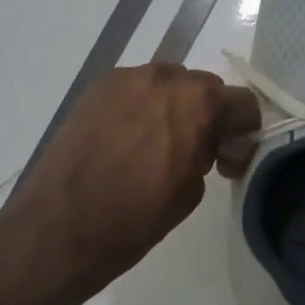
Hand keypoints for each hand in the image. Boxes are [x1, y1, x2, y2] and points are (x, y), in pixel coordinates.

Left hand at [5, 64, 260, 288]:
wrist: (61, 226)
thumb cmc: (135, 218)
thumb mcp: (191, 191)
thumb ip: (209, 153)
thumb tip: (208, 143)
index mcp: (197, 103)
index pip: (242, 101)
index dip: (242, 130)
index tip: (228, 157)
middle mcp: (164, 78)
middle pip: (203, 86)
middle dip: (207, 115)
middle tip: (194, 152)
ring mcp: (125, 79)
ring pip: (166, 83)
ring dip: (172, 107)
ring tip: (154, 144)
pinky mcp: (96, 88)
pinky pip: (133, 89)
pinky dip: (139, 107)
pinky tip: (125, 139)